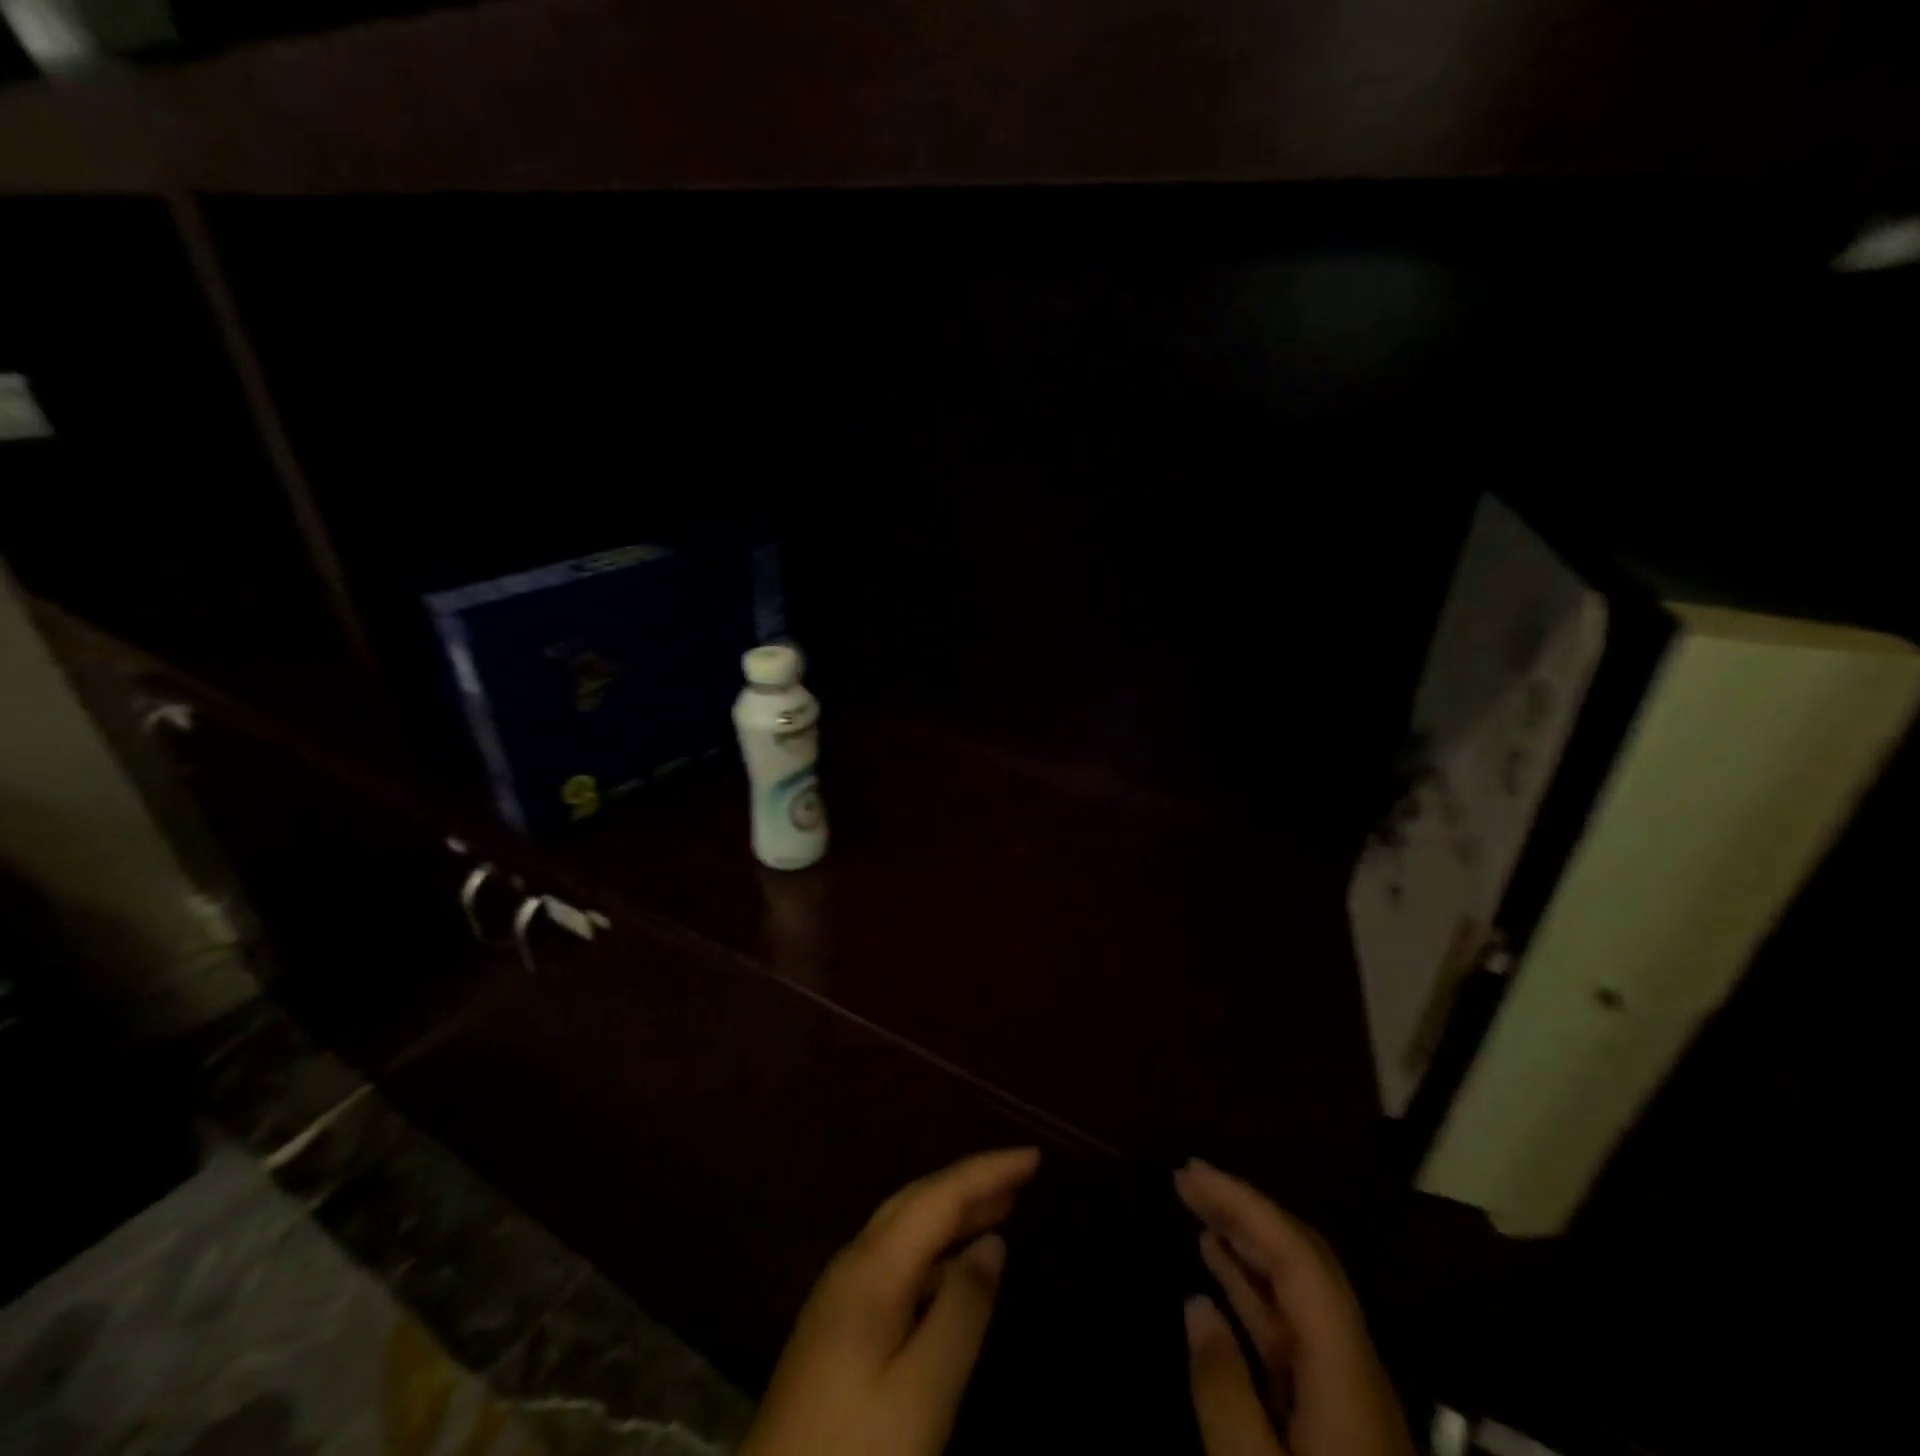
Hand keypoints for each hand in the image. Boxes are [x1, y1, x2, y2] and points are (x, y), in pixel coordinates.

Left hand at [742, 1147, 1039, 1455]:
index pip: (939, 1197)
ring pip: (905, 1229)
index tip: (1034, 1156)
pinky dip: (935, 1250)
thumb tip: (993, 1243)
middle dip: (970, 1183)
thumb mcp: (922, 1394)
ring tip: (1000, 1208)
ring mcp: (841, 1294)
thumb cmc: (854, 1453)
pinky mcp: (838, 1326)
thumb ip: (961, 1312)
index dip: (987, 1171)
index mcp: (873, 1267)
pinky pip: (896, 1261)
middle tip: (1021, 1176)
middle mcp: (853, 1264)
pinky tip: (955, 1270)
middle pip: (918, 1201)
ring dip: (953, 1213)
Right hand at [1176, 1159, 1413, 1455]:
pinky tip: (1217, 1280)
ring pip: (1296, 1294)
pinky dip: (1250, 1292)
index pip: (1298, 1258)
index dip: (1246, 1205)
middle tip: (1187, 1180)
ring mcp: (1344, 1394)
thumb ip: (1224, 1392)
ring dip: (1246, 1245)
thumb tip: (1197, 1304)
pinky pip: (1287, 1331)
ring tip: (1197, 1211)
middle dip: (1246, 1211)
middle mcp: (1352, 1368)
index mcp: (1345, 1375)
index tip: (1192, 1175)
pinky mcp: (1331, 1418)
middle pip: (1304, 1263)